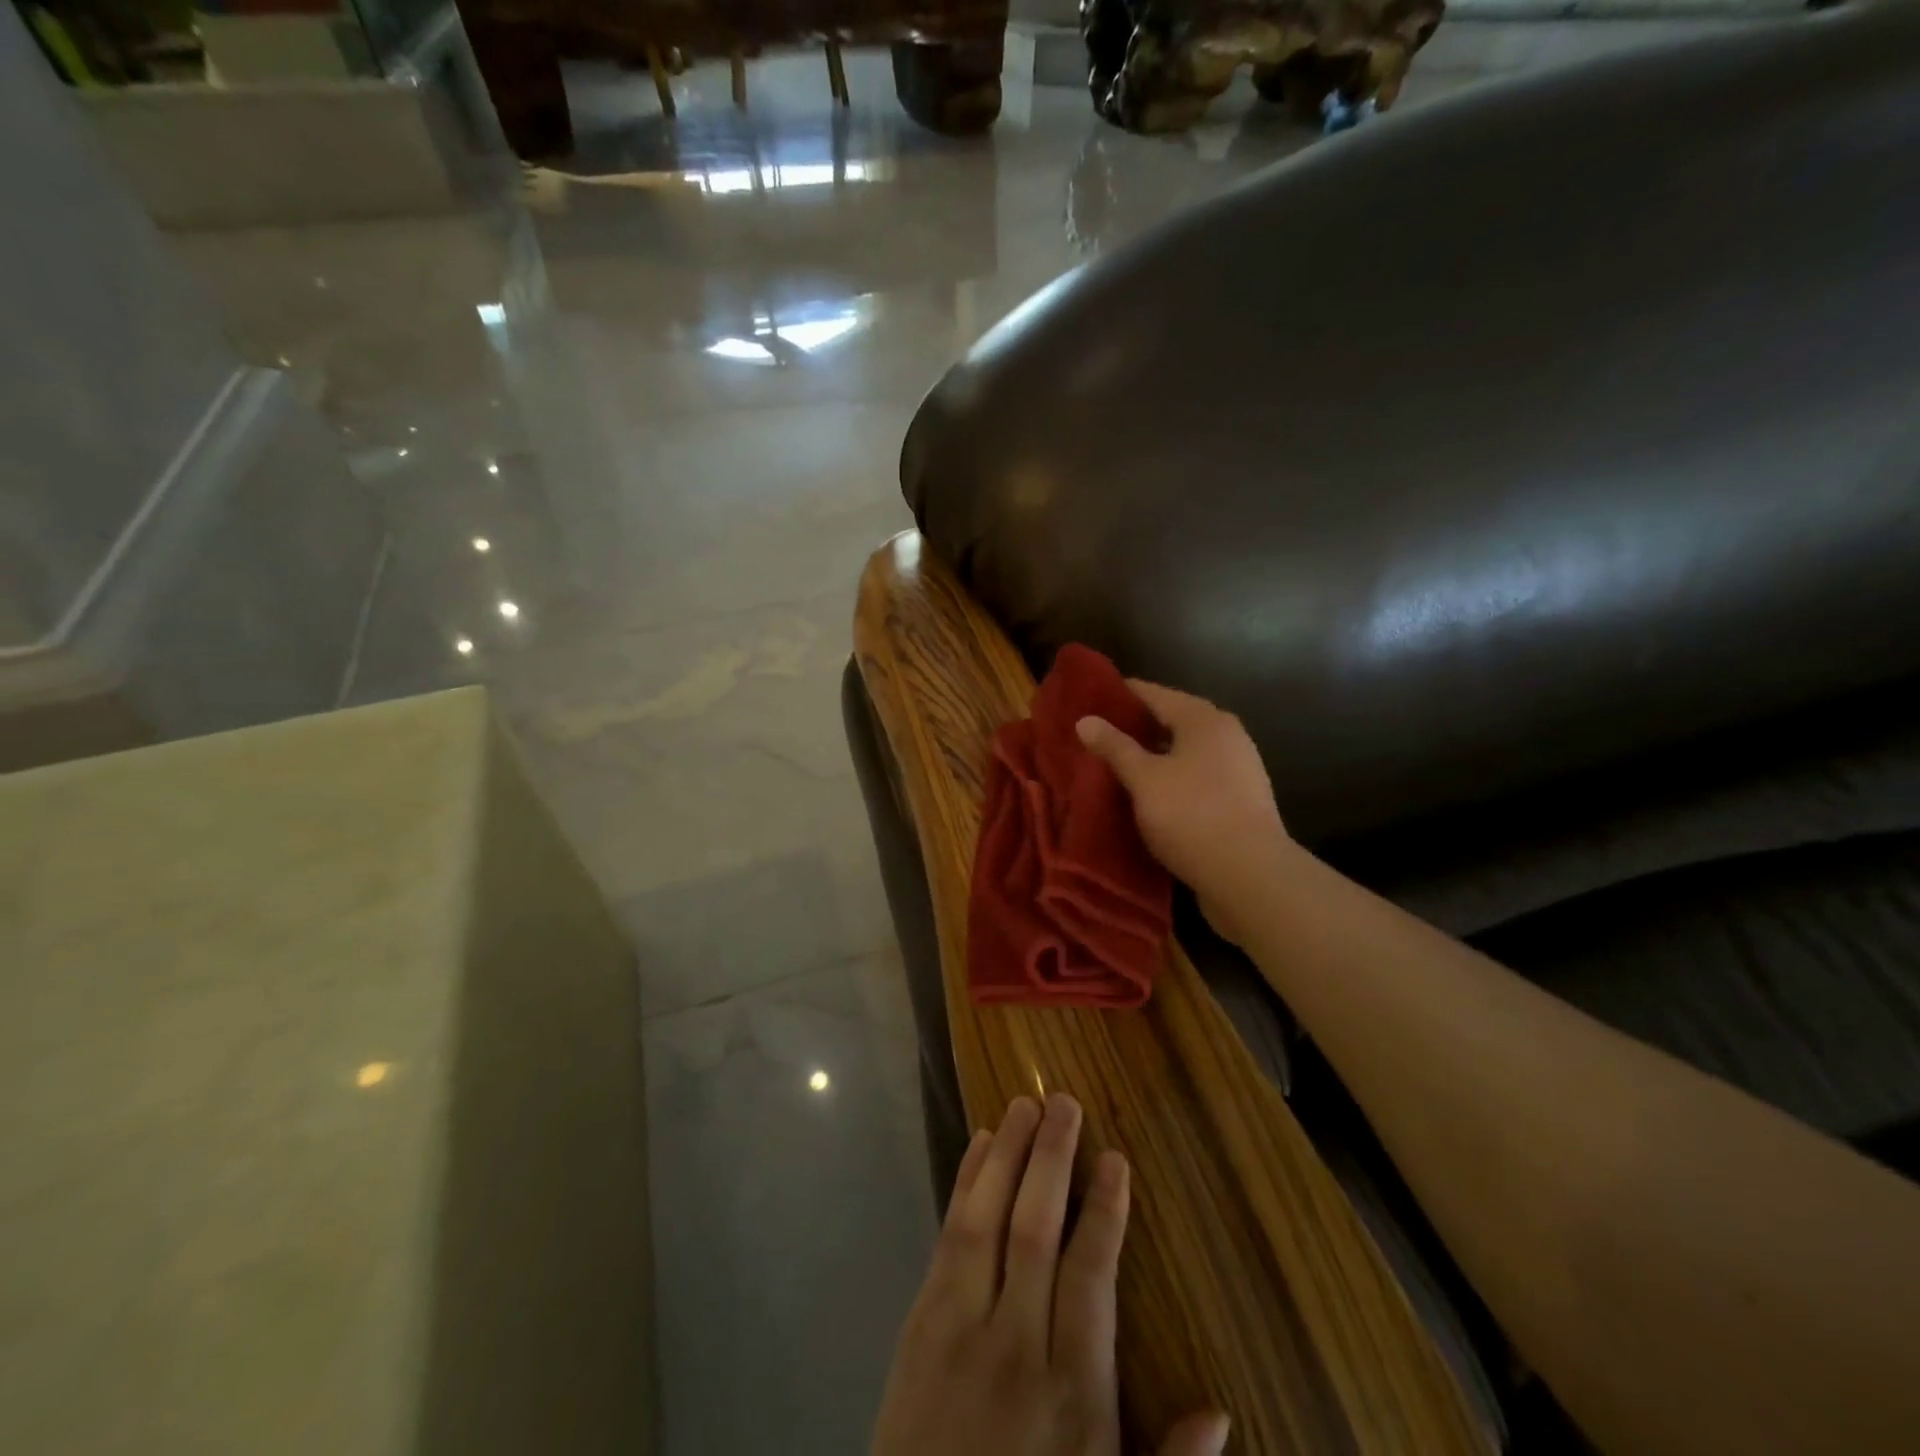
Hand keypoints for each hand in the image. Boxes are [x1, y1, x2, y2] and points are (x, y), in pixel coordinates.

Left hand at [873, 1095, 1229, 1455]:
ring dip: (1006, 1156)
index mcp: (1071, 1389)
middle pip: (1034, 1230)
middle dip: (1051, 1160)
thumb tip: (1222, 1409)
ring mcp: (959, 1326)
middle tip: (1065, 1102)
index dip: (1105, 1212)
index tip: (1115, 1159)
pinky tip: (978, 1146)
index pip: (1091, 1276)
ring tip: (1024, 1104)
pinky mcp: (919, 1322)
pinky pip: (947, 1238)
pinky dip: (964, 1185)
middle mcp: (1014, 1343)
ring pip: (986, 1220)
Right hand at [1075, 680, 1289, 945]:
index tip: (1087, 700)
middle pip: (1171, 721)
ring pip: (1184, 753)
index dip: (1119, 695)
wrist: (1249, 876)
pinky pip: (1195, 779)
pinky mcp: (1239, 801)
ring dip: (1152, 758)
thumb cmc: (1191, 815)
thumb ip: (1115, 747)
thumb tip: (1085, 720)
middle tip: (1095, 737)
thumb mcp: (1143, 779)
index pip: (1153, 693)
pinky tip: (1147, 797)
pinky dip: (1170, 781)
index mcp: (1204, 719)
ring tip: (1115, 768)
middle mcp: (1226, 735)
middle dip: (1135, 728)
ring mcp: (1237, 769)